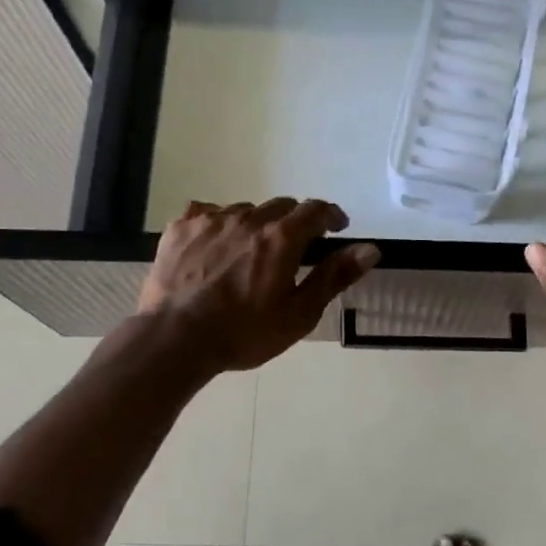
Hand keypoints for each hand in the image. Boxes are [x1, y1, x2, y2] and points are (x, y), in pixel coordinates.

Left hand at [138, 198, 380, 372]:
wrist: (175, 339)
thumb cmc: (244, 333)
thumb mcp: (299, 313)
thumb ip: (335, 276)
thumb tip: (370, 249)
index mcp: (282, 238)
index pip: (315, 210)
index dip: (330, 215)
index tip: (337, 227)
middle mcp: (248, 218)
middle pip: (280, 206)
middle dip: (294, 222)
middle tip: (294, 248)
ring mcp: (211, 220)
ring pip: (244, 210)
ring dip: (256, 225)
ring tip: (251, 253)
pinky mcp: (181, 228)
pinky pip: (208, 213)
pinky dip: (220, 225)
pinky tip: (216, 247)